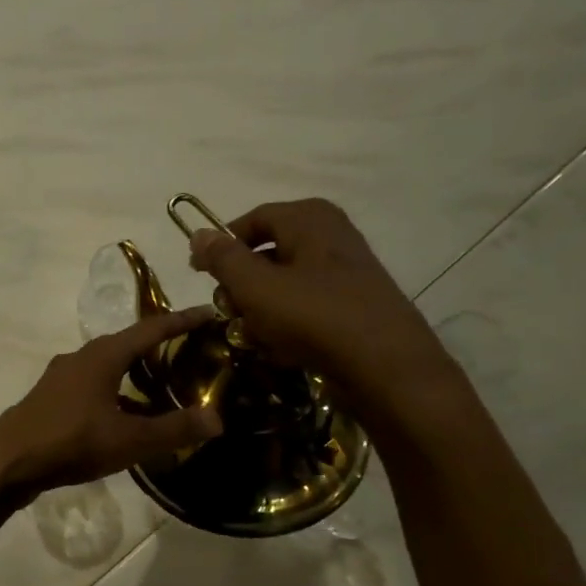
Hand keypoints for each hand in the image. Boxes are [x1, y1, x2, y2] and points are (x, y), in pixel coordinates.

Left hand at [0, 307, 224, 503]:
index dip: (181, 320)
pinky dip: (116, 390)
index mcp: (102, 356)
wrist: (8, 460)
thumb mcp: (129, 440)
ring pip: (108, 365)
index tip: (207, 312)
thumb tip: (217, 419)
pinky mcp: (52, 397)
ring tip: (163, 384)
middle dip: (159, 344)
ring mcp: (62, 376)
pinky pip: (93, 384)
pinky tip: (126, 414)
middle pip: (127, 343)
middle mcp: (81, 357)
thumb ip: (174, 429)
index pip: (150, 329)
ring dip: (135, 370)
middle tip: (190, 350)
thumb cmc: (70, 442)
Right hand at [188, 199, 461, 422]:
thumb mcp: (255, 286)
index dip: (220, 246)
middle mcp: (330, 234)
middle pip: (267, 252)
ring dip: (261, 308)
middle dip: (241, 284)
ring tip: (252, 335)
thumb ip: (223, 258)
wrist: (387, 367)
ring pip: (285, 282)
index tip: (199, 274)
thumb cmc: (314, 316)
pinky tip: (281, 347)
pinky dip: (288, 322)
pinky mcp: (355, 302)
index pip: (250, 221)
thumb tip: (198, 234)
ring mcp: (346, 269)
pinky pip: (307, 304)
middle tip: (227, 310)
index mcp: (308, 218)